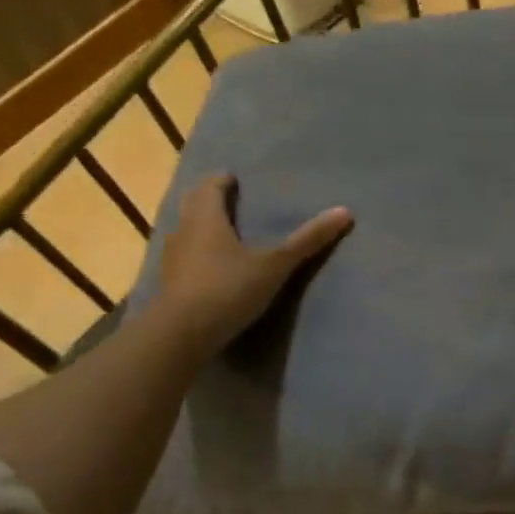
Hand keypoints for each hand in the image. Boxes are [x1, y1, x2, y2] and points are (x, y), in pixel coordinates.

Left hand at [154, 174, 351, 354]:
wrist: (180, 335)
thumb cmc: (227, 289)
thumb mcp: (274, 265)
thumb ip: (307, 240)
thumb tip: (345, 212)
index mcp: (206, 218)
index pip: (210, 187)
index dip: (222, 181)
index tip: (234, 178)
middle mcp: (184, 231)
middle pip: (193, 205)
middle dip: (209, 199)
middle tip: (229, 199)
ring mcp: (173, 259)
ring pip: (186, 231)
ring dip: (201, 227)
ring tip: (224, 231)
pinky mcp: (170, 284)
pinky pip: (184, 257)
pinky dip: (198, 253)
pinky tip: (211, 266)